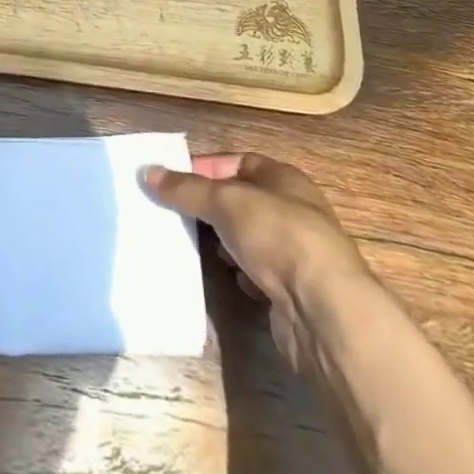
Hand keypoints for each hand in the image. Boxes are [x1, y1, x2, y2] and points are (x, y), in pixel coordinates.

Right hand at [145, 153, 369, 369]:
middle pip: (240, 201)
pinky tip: (223, 277)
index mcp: (282, 178)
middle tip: (172, 213)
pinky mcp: (290, 291)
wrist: (324, 311)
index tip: (171, 180)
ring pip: (247, 239)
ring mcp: (293, 253)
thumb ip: (187, 188)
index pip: (236, 162)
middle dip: (208, 208)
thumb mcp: (226, 201)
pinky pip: (255, 274)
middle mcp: (291, 210)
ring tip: (189, 244)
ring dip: (222, 242)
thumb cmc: (278, 235)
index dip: (204, 168)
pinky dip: (237, 274)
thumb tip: (148, 172)